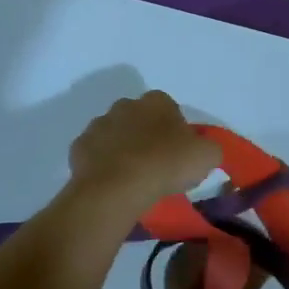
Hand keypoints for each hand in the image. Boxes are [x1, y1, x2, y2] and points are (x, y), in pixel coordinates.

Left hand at [67, 91, 220, 215]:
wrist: (118, 186)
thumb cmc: (167, 164)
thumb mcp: (208, 155)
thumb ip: (209, 147)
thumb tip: (203, 149)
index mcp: (157, 101)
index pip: (169, 108)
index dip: (174, 129)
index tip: (178, 151)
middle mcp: (125, 105)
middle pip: (139, 118)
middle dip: (145, 134)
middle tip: (156, 163)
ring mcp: (99, 124)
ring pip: (114, 134)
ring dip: (123, 148)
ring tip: (133, 176)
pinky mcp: (79, 146)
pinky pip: (95, 153)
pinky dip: (103, 164)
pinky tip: (113, 182)